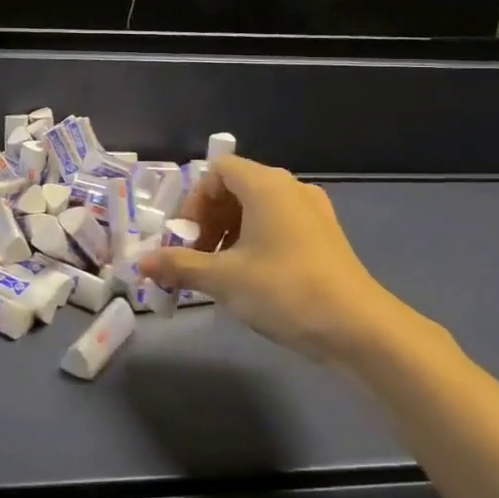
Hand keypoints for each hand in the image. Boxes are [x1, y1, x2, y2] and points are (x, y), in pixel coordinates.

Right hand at [140, 156, 397, 360]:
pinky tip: (251, 278)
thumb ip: (179, 265)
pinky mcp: (325, 236)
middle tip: (196, 257)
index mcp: (266, 184)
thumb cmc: (284, 289)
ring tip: (220, 272)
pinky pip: (279, 225)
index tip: (185, 238)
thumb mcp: (223, 279)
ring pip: (258, 209)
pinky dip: (256, 242)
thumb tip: (140, 263)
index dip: (194, 201)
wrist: (358, 327)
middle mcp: (290, 188)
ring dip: (230, 233)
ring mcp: (312, 212)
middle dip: (209, 221)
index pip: (217, 171)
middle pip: (236, 188)